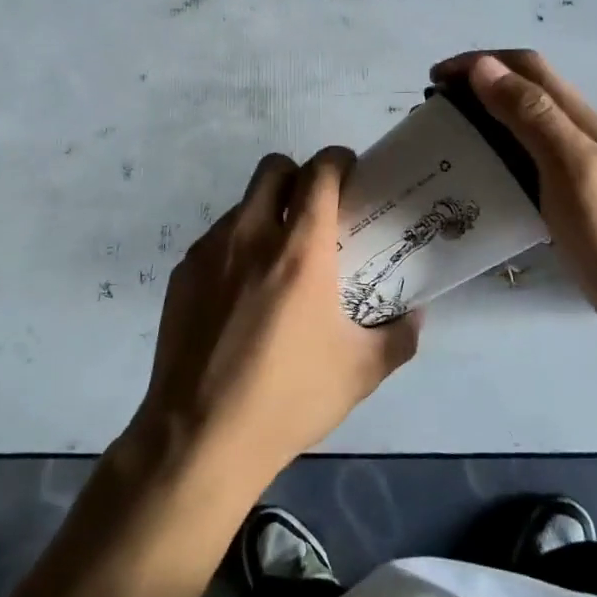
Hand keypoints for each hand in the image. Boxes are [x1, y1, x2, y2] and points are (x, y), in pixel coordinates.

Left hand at [131, 148, 419, 485]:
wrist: (200, 436)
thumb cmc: (288, 398)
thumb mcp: (360, 372)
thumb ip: (398, 337)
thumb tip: (415, 315)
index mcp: (299, 250)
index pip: (319, 172)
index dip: (338, 161)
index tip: (350, 174)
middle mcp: (251, 235)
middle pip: (273, 168)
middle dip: (298, 176)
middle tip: (314, 211)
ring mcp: (209, 251)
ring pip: (242, 205)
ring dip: (266, 214)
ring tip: (276, 263)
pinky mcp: (181, 272)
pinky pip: (215, 240)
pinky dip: (235, 248)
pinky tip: (240, 295)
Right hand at [432, 50, 596, 348]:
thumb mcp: (571, 165)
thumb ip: (531, 115)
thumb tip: (483, 67)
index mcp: (575, 118)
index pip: (524, 67)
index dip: (479, 62)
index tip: (434, 79)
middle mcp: (571, 135)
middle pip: (520, 93)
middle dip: (474, 88)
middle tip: (433, 113)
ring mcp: (570, 170)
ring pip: (518, 130)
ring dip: (480, 123)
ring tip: (444, 144)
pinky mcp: (563, 202)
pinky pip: (520, 167)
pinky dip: (491, 161)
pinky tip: (474, 184)